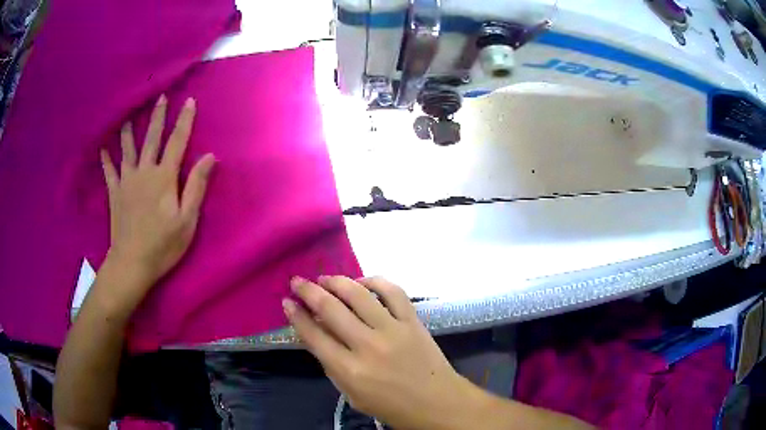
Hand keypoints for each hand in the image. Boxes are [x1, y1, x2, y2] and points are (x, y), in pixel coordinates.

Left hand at [100, 95, 214, 310]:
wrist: (132, 263)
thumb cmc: (163, 245)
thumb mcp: (188, 220)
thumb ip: (197, 186)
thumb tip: (210, 156)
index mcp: (164, 177)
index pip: (178, 141)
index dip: (184, 120)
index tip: (189, 101)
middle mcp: (145, 171)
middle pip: (152, 138)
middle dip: (157, 116)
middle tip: (160, 97)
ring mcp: (127, 181)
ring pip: (128, 149)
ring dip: (129, 130)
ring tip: (128, 116)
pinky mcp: (115, 193)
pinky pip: (109, 171)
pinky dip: (106, 159)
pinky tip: (102, 148)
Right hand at [284, 276, 474, 429]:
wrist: (437, 403)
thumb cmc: (392, 406)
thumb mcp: (352, 395)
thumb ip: (332, 366)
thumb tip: (317, 334)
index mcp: (350, 370)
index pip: (314, 335)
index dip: (296, 316)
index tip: (287, 302)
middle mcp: (368, 346)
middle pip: (331, 309)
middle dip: (308, 291)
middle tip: (298, 281)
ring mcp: (393, 330)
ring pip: (358, 294)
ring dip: (337, 281)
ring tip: (325, 279)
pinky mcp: (413, 321)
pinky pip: (393, 292)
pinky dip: (375, 281)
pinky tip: (362, 282)